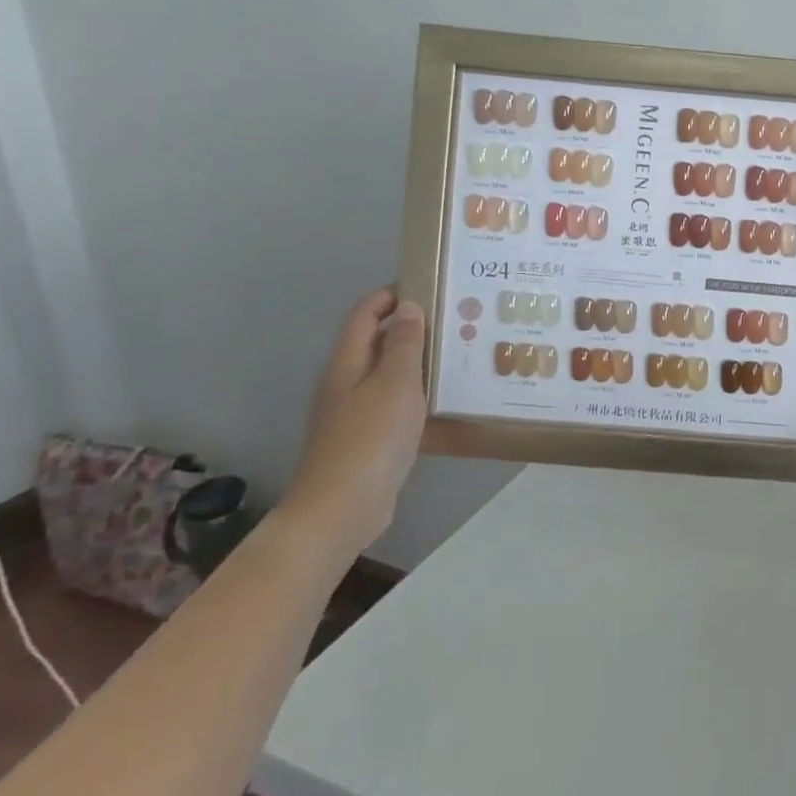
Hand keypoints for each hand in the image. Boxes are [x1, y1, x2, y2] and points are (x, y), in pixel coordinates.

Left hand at [279, 288, 427, 556]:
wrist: (341, 509)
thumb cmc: (370, 439)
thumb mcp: (395, 384)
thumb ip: (403, 344)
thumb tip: (408, 307)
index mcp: (346, 364)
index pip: (364, 315)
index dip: (389, 296)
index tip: (426, 286)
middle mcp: (344, 383)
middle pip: (373, 342)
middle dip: (407, 326)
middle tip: (451, 320)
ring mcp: (352, 413)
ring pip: (384, 373)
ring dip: (413, 360)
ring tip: (454, 354)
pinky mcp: (366, 440)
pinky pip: (392, 402)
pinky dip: (414, 392)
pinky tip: (440, 400)